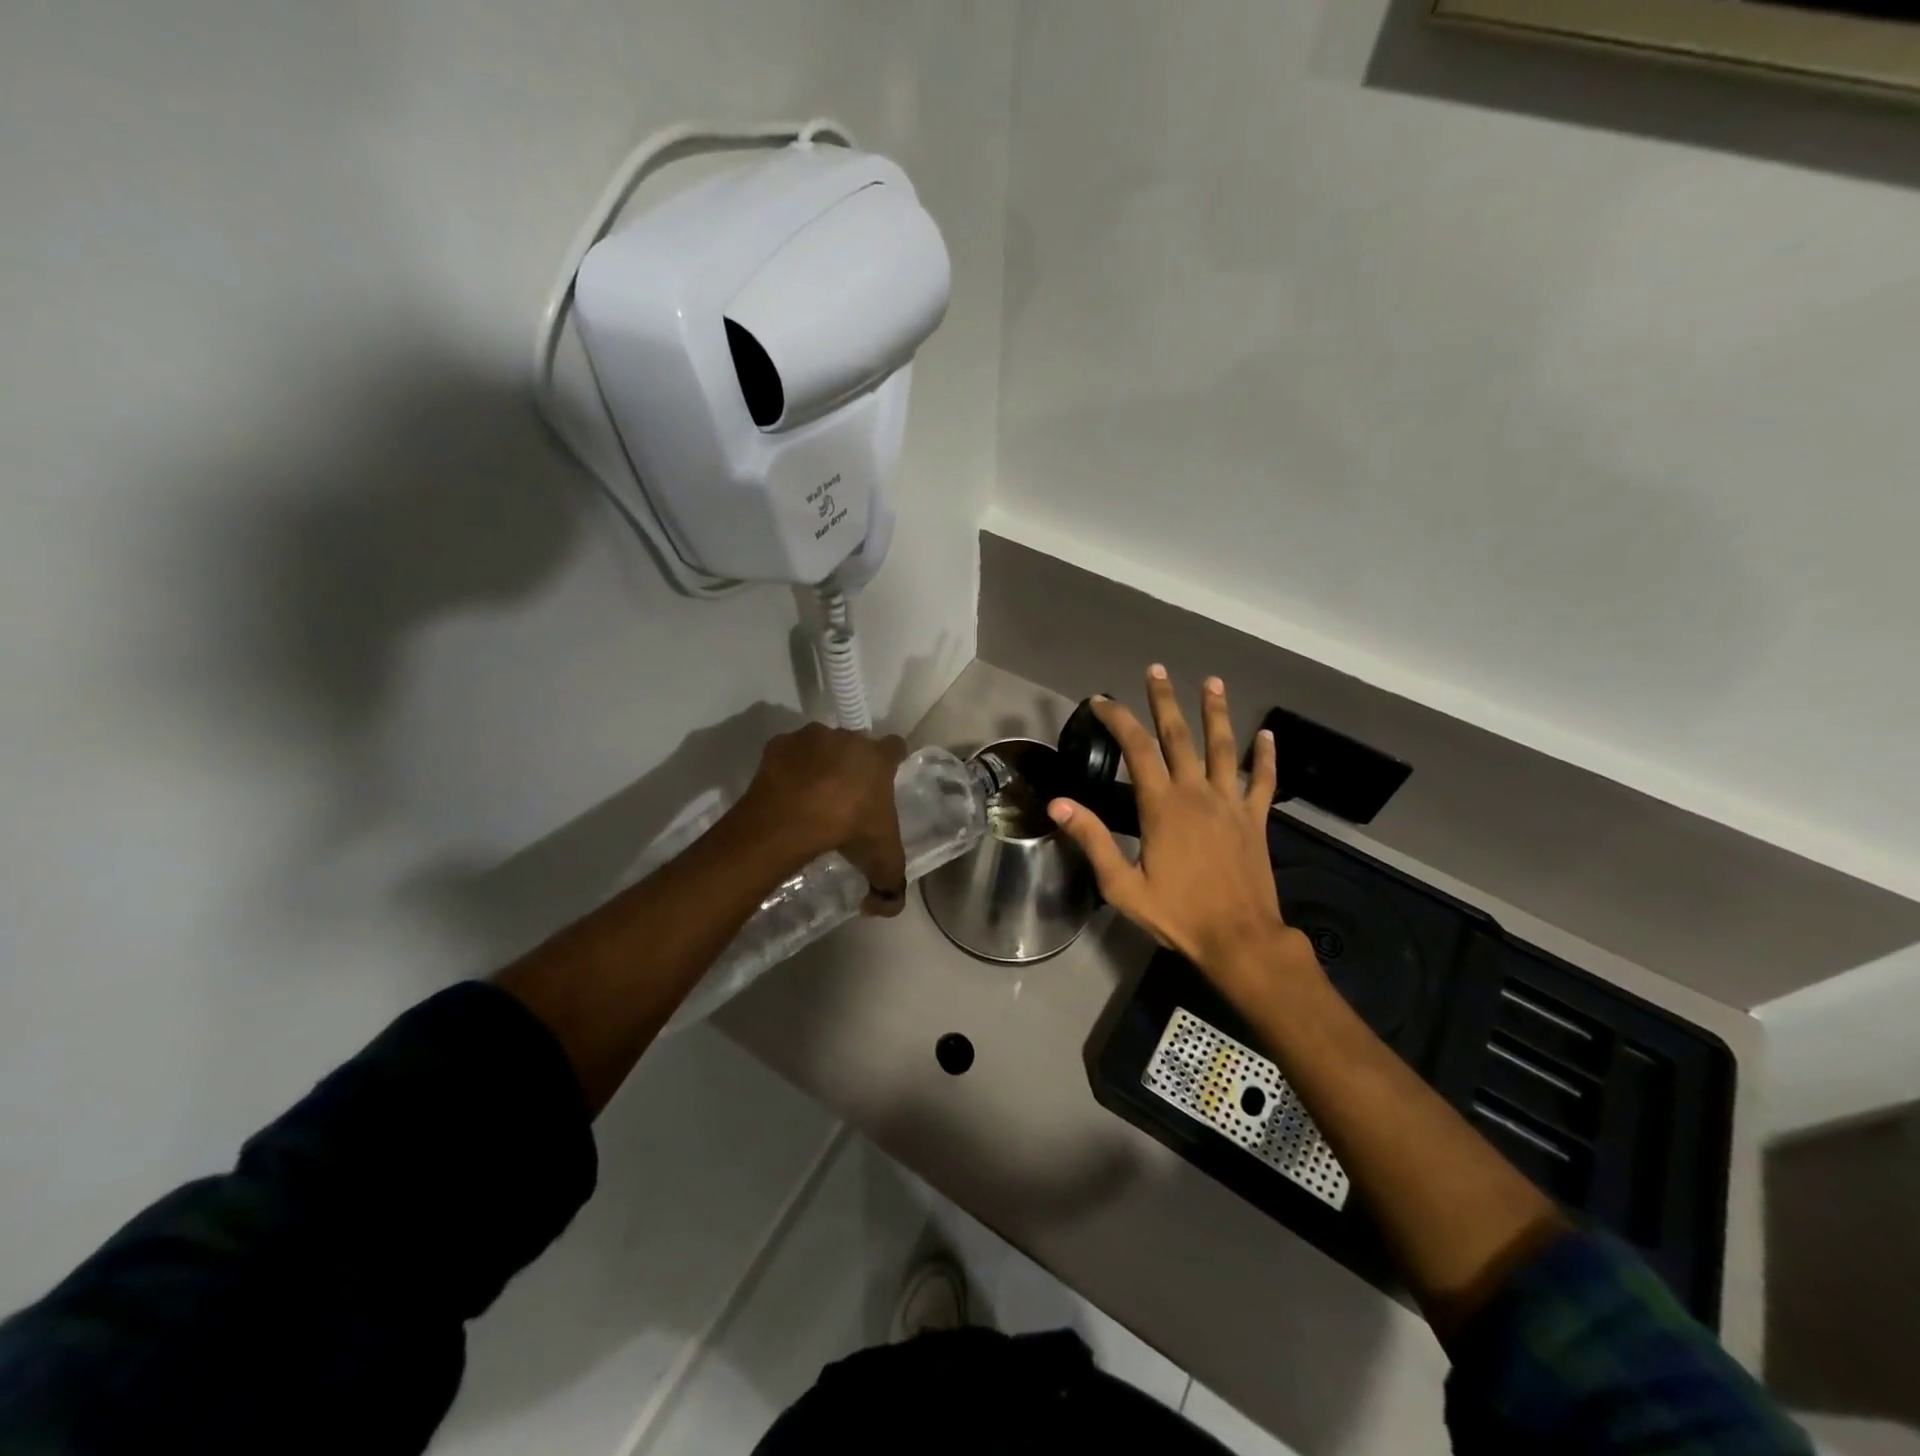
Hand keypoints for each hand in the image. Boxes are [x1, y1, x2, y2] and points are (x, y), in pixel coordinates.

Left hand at [739, 722, 909, 916]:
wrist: (792, 819)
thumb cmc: (848, 829)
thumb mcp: (880, 863)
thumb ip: (890, 888)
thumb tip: (883, 906)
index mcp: (878, 759)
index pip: (896, 747)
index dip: (893, 760)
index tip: (886, 776)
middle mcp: (848, 739)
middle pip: (856, 745)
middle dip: (853, 764)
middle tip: (846, 796)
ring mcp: (811, 738)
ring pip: (821, 746)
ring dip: (820, 763)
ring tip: (812, 796)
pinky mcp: (779, 745)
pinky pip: (789, 755)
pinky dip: (789, 769)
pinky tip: (786, 794)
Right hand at [1048, 667, 1314, 986]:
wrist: (1239, 940)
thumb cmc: (1177, 914)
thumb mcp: (1122, 886)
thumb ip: (1092, 840)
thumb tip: (1058, 804)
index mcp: (1162, 806)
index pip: (1137, 749)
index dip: (1118, 719)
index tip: (1103, 700)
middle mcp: (1197, 794)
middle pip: (1179, 736)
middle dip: (1165, 701)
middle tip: (1157, 670)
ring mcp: (1231, 804)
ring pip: (1224, 748)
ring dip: (1217, 713)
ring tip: (1213, 682)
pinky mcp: (1256, 820)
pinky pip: (1263, 781)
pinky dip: (1266, 756)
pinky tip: (1268, 735)